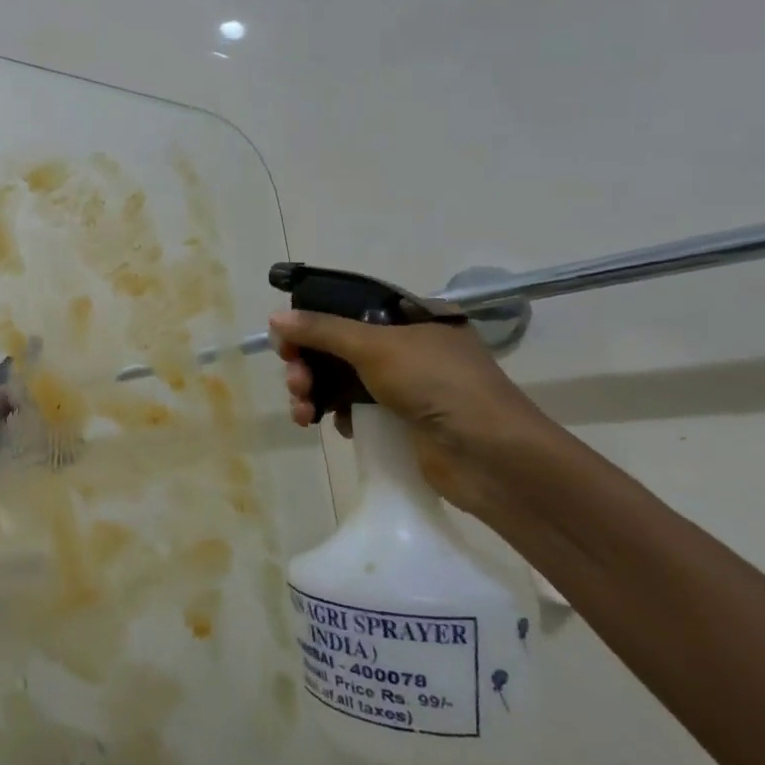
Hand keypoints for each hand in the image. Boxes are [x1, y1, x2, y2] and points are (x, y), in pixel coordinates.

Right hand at [268, 309, 551, 517]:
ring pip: (341, 379)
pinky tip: (322, 423)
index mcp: (413, 317)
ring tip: (303, 410)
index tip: (286, 339)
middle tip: (294, 380)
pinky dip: (332, 412)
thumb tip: (275, 318)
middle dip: (308, 362)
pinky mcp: (399, 420)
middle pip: (339, 346)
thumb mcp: (375, 347)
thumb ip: (323, 330)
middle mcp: (408, 346)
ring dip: (313, 390)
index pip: (349, 308)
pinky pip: (352, 408)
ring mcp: (405, 385)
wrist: (490, 457)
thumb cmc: (438, 385)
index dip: (313, 320)